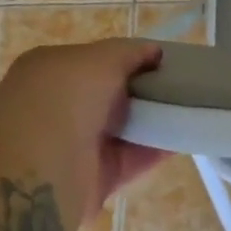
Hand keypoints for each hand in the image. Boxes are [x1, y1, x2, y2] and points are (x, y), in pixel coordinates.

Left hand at [0, 39, 169, 211]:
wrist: (38, 170)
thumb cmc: (63, 100)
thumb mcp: (98, 59)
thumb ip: (128, 52)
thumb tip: (154, 52)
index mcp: (50, 71)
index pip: (95, 61)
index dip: (130, 59)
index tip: (164, 62)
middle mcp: (59, 106)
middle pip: (111, 96)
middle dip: (144, 91)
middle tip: (183, 86)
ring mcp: (75, 144)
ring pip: (124, 128)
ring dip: (154, 121)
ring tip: (192, 109)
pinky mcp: (94, 178)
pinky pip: (133, 159)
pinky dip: (158, 150)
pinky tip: (186, 136)